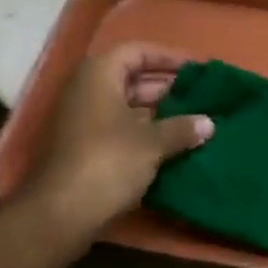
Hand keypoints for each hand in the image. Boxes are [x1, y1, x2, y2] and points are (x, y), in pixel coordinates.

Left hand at [19, 45, 212, 252]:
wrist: (58, 215)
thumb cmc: (108, 162)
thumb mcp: (152, 143)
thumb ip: (182, 128)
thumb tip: (209, 124)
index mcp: (99, 74)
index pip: (137, 51)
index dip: (168, 57)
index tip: (196, 69)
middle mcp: (85, 89)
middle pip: (130, 77)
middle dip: (165, 87)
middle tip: (199, 97)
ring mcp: (80, 120)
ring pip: (124, 105)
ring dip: (156, 112)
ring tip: (191, 120)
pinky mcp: (80, 148)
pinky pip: (117, 128)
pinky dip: (142, 131)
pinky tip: (169, 145)